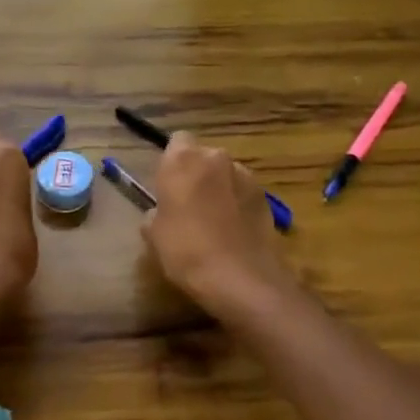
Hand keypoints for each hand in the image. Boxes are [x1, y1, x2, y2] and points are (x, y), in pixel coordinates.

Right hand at [143, 132, 295, 318]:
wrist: (240, 279)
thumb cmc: (186, 251)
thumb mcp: (154, 235)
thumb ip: (155, 213)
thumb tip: (160, 213)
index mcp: (183, 160)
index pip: (177, 140)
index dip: (172, 160)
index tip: (168, 183)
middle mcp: (216, 158)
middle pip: (203, 156)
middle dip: (197, 173)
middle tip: (188, 204)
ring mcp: (245, 176)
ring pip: (226, 174)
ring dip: (219, 188)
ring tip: (214, 221)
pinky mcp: (266, 196)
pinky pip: (244, 192)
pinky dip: (238, 204)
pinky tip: (233, 232)